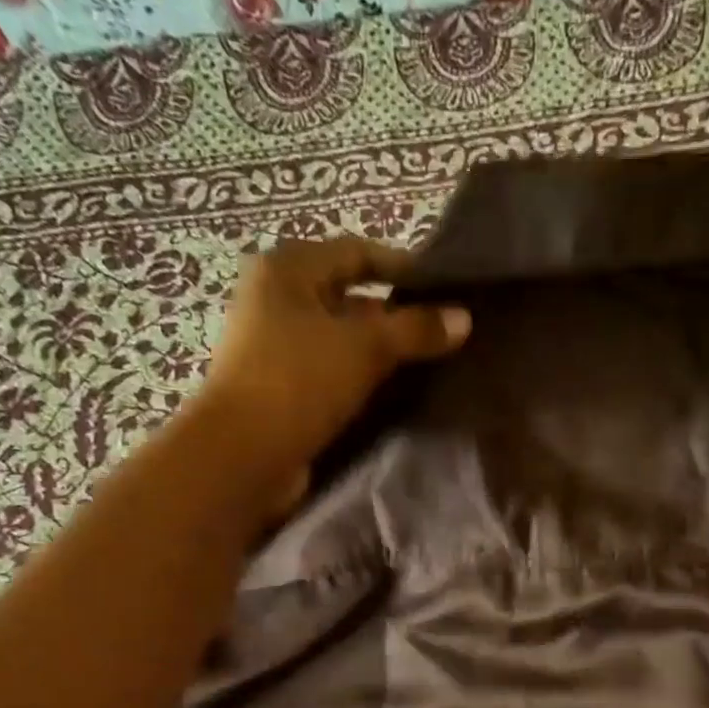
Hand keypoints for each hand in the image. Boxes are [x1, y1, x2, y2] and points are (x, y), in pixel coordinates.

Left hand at [196, 236, 470, 490]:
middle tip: (444, 335)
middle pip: (350, 299)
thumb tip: (463, 318)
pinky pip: (335, 375)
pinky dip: (364, 381)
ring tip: (431, 367)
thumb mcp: (365, 347)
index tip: (445, 289)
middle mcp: (277, 301)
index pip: (356, 253)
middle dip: (396, 317)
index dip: (402, 267)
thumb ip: (416, 330)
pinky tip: (398, 395)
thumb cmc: (299, 381)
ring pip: (344, 342)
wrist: (244, 454)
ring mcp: (278, 348)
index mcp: (287, 270)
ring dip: (382, 354)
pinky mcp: (285, 390)